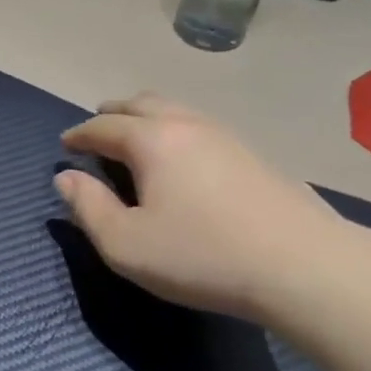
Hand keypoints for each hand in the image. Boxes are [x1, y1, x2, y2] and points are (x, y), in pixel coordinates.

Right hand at [55, 93, 360, 322]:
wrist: (305, 267)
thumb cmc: (201, 256)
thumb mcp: (125, 244)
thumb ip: (88, 208)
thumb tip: (65, 178)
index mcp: (151, 140)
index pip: (103, 126)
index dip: (79, 135)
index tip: (65, 145)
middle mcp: (187, 125)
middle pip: (141, 103)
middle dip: (112, 114)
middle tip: (97, 132)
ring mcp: (226, 136)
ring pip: (176, 111)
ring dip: (146, 119)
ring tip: (136, 142)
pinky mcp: (254, 155)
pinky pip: (200, 128)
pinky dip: (176, 132)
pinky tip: (182, 161)